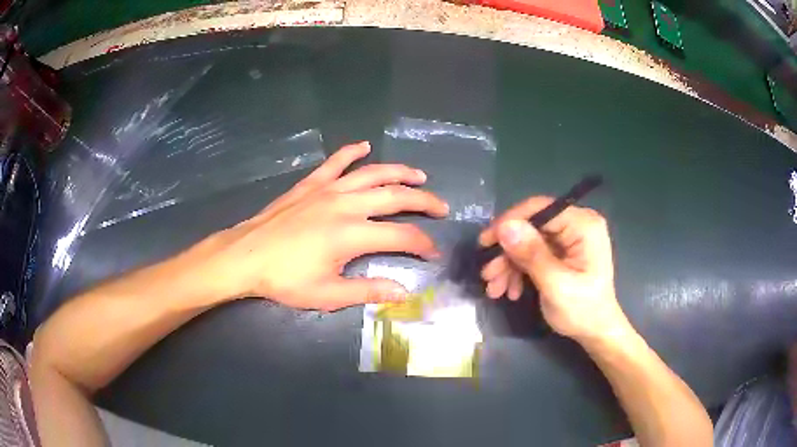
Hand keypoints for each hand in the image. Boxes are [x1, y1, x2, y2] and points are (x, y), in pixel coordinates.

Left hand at [198, 141, 448, 310]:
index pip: (402, 235)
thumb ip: (368, 290)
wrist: (246, 256)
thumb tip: (404, 291)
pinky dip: (351, 152)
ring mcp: (328, 189)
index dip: (423, 243)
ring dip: (400, 172)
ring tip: (420, 175)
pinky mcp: (311, 183)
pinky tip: (364, 146)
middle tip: (442, 207)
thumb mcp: (328, 294)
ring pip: (373, 173)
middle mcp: (346, 204)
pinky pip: (336, 161)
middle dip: (424, 201)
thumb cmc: (285, 279)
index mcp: (352, 234)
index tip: (433, 252)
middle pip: (396, 196)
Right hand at [479, 197, 629, 343]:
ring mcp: (569, 238)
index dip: (510, 222)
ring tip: (495, 289)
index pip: (540, 208)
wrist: (595, 332)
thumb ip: (532, 255)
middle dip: (507, 253)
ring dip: (509, 265)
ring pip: (528, 241)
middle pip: (531, 227)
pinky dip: (518, 271)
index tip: (486, 243)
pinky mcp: (561, 251)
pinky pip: (532, 253)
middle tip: (488, 275)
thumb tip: (505, 227)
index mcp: (583, 225)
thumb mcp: (556, 285)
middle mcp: (576, 224)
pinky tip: (511, 290)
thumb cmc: (582, 310)